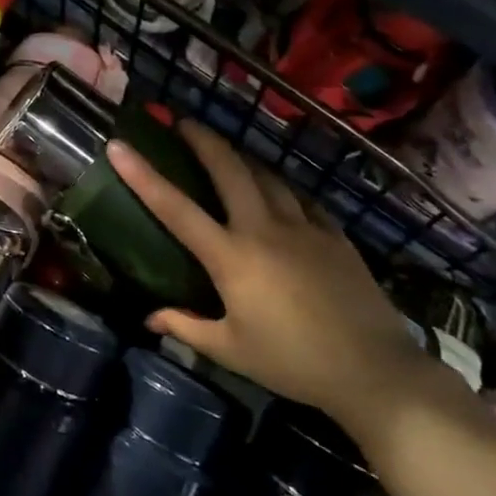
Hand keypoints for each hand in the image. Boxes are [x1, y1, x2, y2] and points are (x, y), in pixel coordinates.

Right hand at [109, 120, 438, 430]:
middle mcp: (263, 229)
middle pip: (229, 169)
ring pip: (267, 176)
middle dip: (203, 140)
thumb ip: (186, 327)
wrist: (375, 372)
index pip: (175, 208)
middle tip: (183, 122)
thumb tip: (149, 318)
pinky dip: (281, 188)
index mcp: (230, 257)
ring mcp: (303, 228)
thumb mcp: (230, 350)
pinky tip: (278, 191)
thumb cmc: (293, 362)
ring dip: (241, 158)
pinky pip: (301, 199)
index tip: (119, 145)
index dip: (142, 175)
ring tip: (226, 152)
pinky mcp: (334, 235)